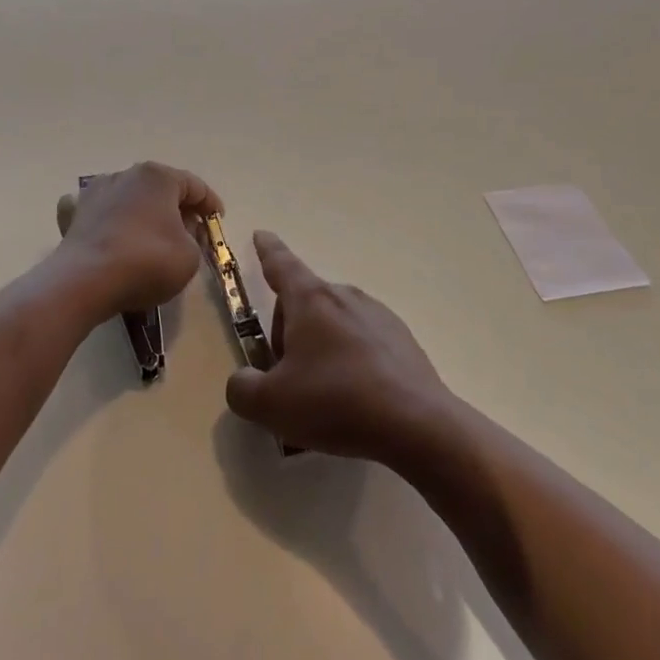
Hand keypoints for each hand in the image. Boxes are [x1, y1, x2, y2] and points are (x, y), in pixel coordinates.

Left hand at [52, 162, 222, 318]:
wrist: (84, 282)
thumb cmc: (147, 262)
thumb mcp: (190, 256)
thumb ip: (195, 238)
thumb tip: (183, 229)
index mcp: (158, 177)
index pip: (194, 185)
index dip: (210, 204)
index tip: (218, 221)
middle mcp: (125, 175)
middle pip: (160, 189)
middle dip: (178, 208)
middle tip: (192, 231)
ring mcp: (94, 192)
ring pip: (129, 198)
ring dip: (144, 212)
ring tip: (154, 235)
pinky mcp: (73, 215)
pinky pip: (98, 212)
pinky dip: (107, 218)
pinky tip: (110, 229)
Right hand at [224, 231, 451, 463]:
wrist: (416, 425)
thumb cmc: (335, 402)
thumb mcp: (271, 404)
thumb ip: (243, 389)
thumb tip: (245, 381)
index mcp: (310, 300)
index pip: (281, 264)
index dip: (267, 250)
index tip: (261, 235)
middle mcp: (345, 297)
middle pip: (304, 303)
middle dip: (288, 331)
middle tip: (285, 376)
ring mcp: (378, 316)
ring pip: (334, 323)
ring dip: (319, 347)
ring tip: (321, 395)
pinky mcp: (402, 340)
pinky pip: (362, 342)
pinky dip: (349, 361)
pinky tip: (354, 399)